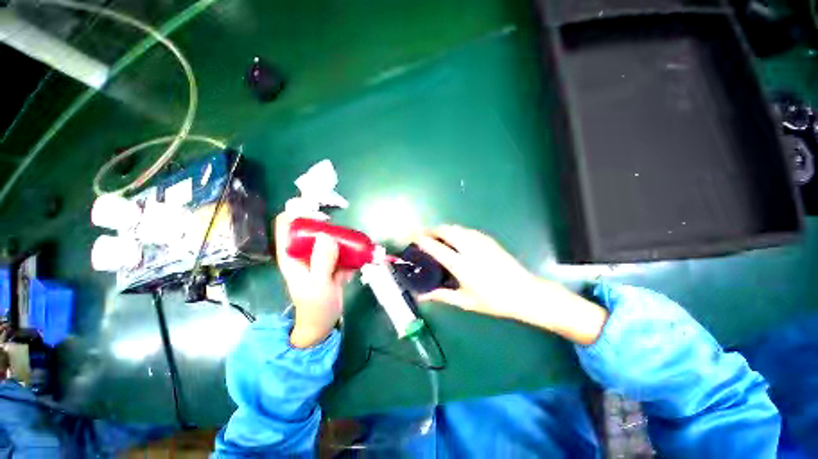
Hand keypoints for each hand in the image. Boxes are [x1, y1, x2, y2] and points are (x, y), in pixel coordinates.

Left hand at [275, 212, 352, 347]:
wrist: (323, 322)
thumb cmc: (315, 306)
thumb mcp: (318, 285)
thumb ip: (322, 261)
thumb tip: (327, 236)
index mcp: (291, 254)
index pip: (286, 225)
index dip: (299, 214)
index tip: (320, 217)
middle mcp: (304, 251)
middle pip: (312, 228)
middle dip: (329, 227)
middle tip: (345, 235)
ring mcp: (319, 256)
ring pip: (329, 237)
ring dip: (343, 241)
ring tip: (355, 249)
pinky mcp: (331, 261)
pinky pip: (341, 249)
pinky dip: (350, 253)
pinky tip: (354, 265)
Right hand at [414, 225, 607, 344]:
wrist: (525, 292)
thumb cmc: (494, 301)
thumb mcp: (465, 301)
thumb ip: (441, 296)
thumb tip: (421, 297)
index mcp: (461, 264)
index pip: (434, 246)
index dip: (420, 239)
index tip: (410, 237)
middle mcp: (468, 248)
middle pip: (444, 230)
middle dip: (430, 230)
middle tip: (422, 236)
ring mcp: (480, 241)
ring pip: (455, 227)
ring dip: (442, 229)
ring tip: (436, 238)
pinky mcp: (488, 239)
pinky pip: (465, 230)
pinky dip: (455, 231)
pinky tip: (455, 240)